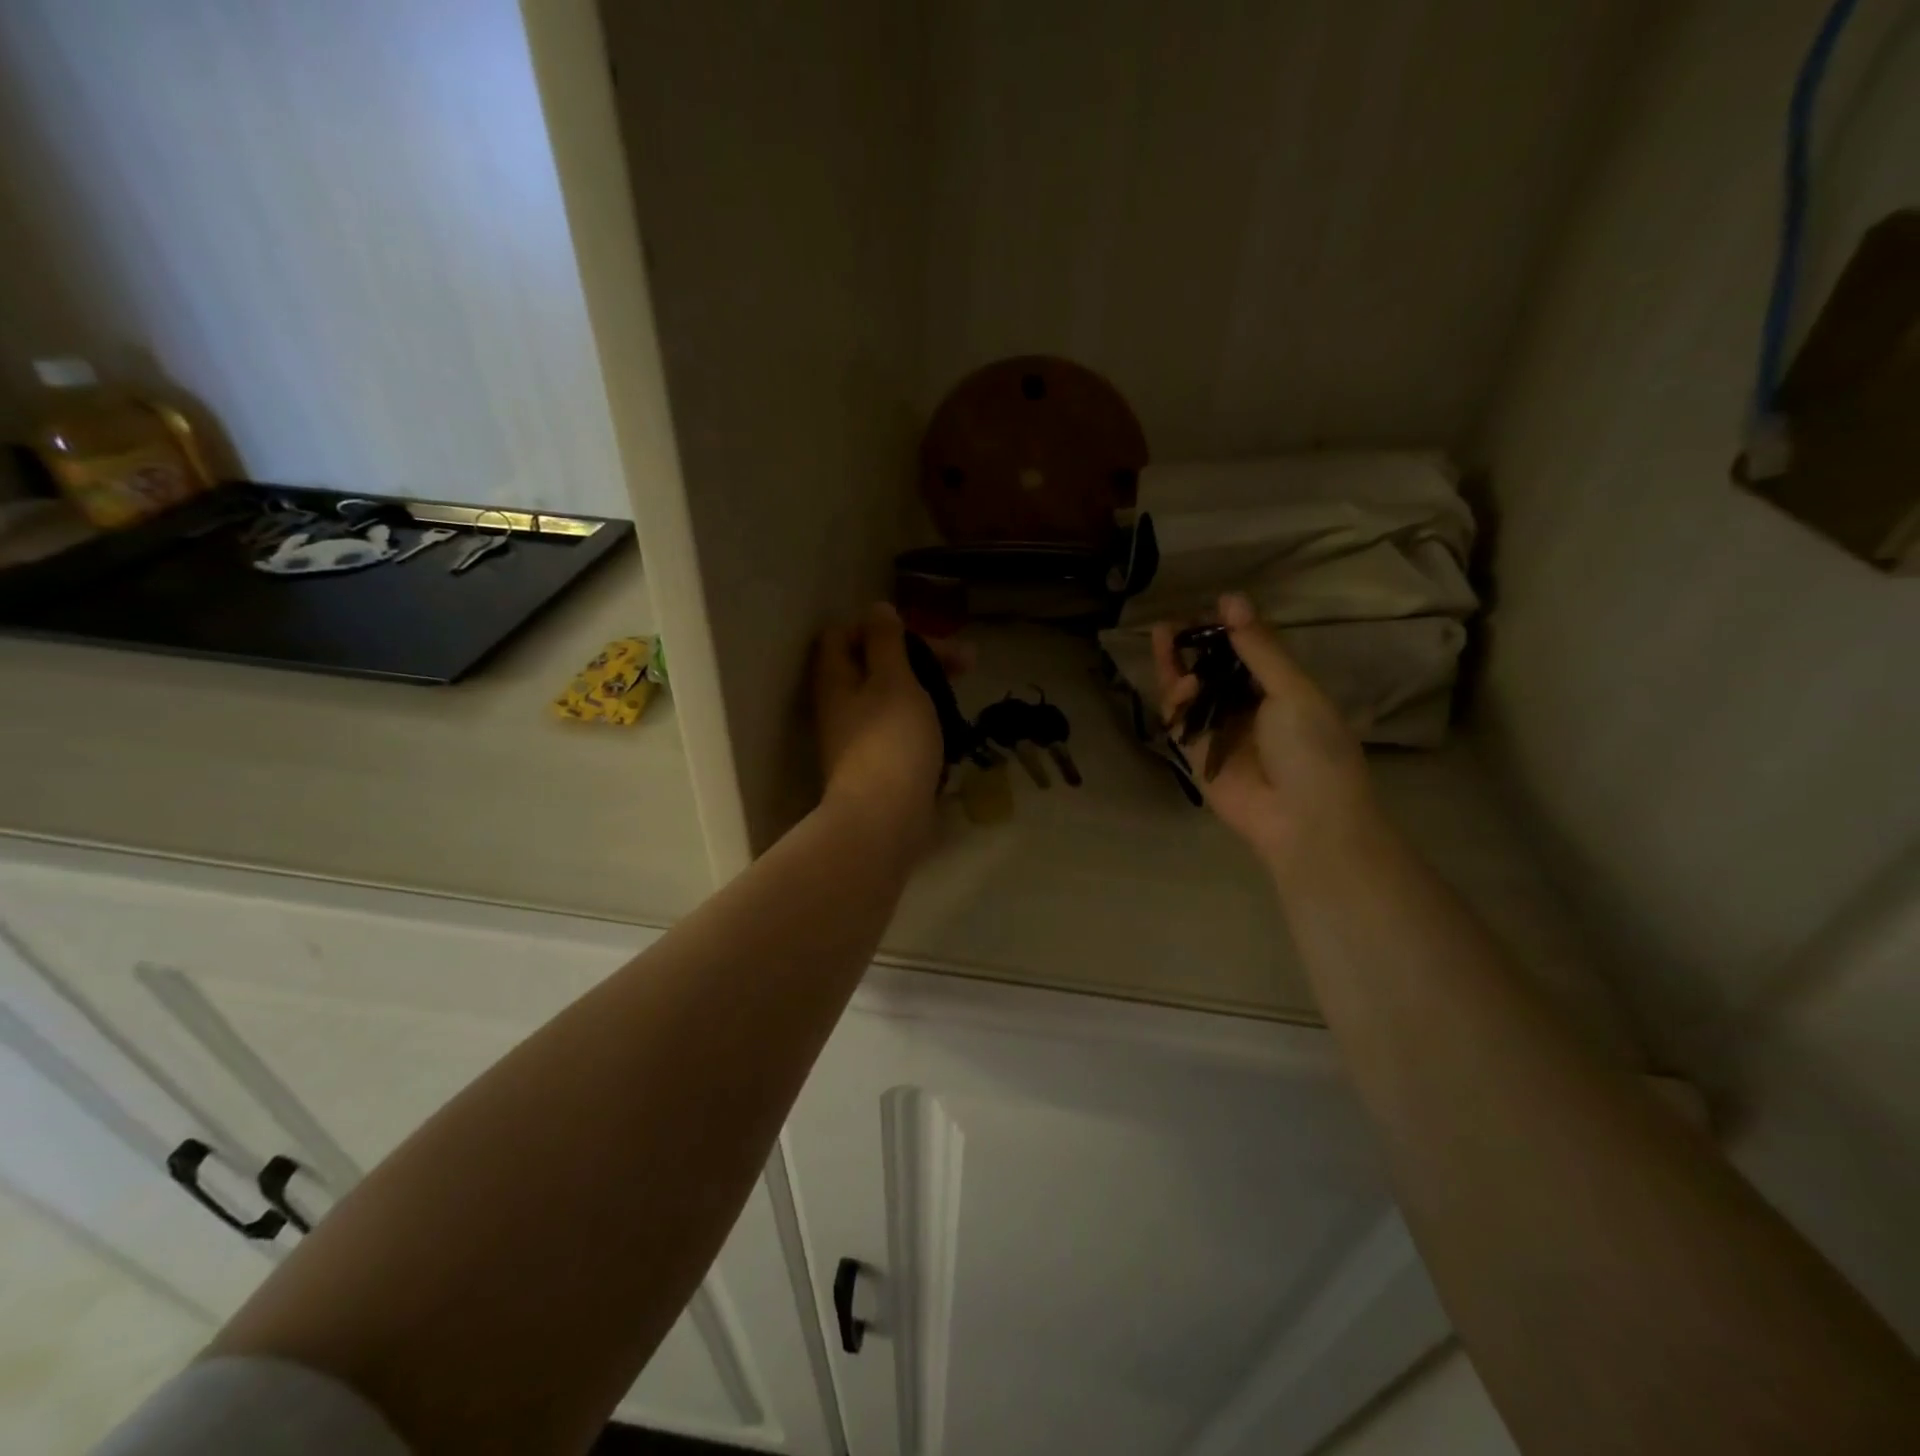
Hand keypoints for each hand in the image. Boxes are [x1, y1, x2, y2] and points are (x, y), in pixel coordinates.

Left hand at [812, 603, 952, 854]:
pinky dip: (924, 721)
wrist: (885, 819)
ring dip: (926, 688)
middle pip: (875, 665)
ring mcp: (858, 738)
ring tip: (964, 693)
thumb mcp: (894, 680)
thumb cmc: (891, 740)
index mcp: (836, 679)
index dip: (878, 626)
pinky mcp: (879, 764)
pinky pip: (900, 729)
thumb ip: (886, 642)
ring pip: (892, 698)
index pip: (842, 634)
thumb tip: (877, 609)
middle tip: (966, 661)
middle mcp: (840, 705)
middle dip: (919, 657)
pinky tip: (953, 727)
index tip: (918, 633)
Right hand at [1152, 594, 1376, 868]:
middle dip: (1192, 646)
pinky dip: (1175, 702)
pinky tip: (1180, 683)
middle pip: (1211, 669)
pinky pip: (1179, 723)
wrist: (1303, 819)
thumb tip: (1231, 598)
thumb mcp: (1292, 690)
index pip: (1248, 650)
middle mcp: (1248, 708)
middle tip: (1172, 623)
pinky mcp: (1195, 755)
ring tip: (1167, 640)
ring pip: (1190, 693)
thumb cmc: (1312, 748)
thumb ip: (1258, 647)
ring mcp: (1220, 732)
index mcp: (1281, 689)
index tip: (1208, 606)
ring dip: (1178, 667)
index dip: (1227, 629)